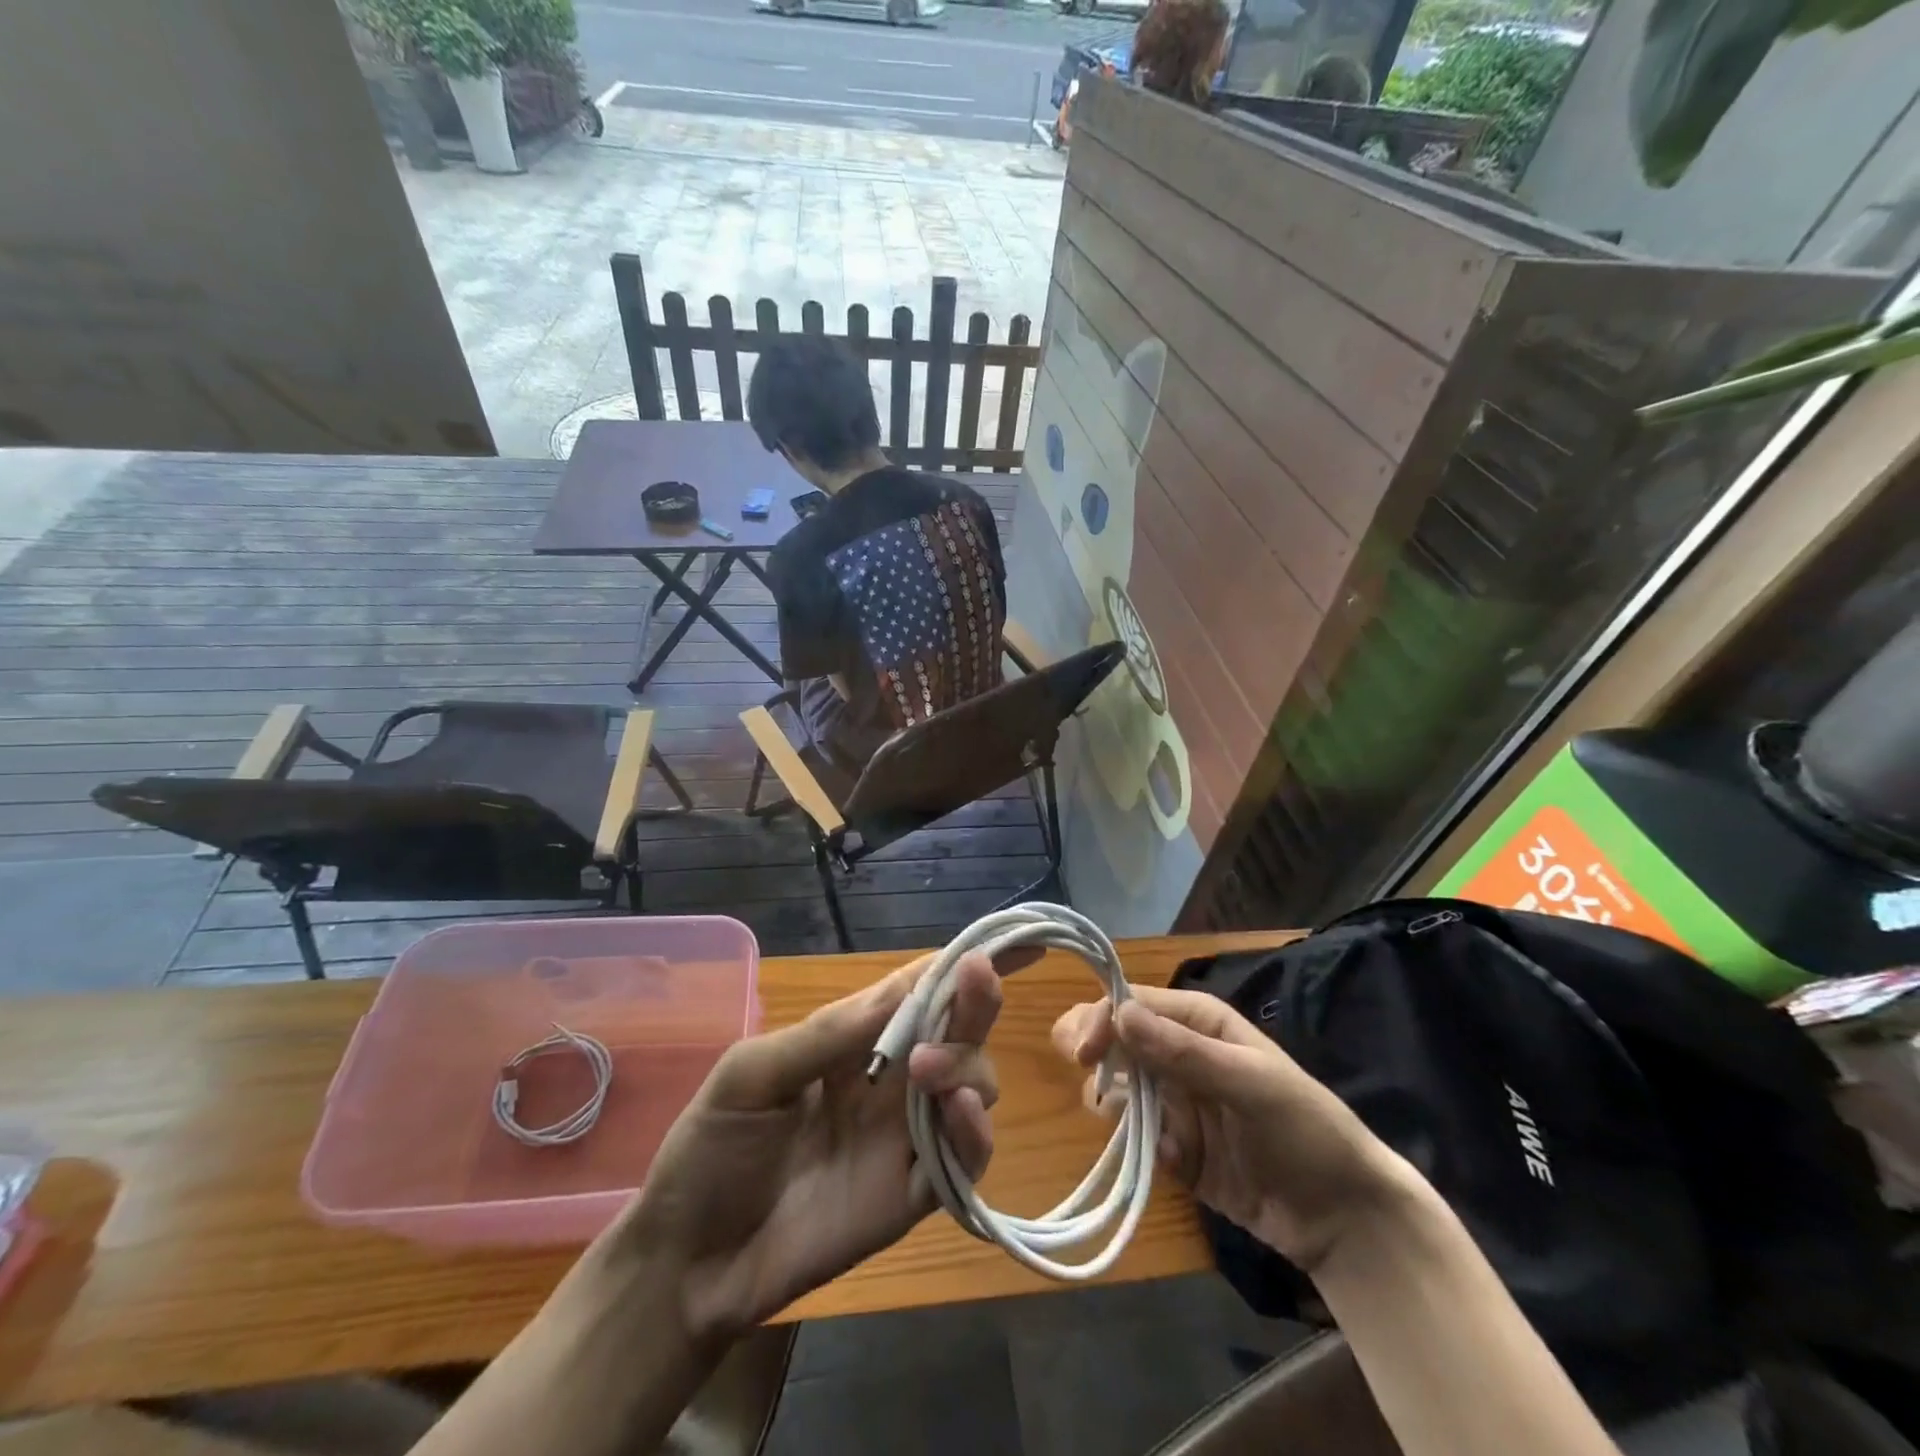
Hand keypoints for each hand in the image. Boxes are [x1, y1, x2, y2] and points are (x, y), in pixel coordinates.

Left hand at [611, 952, 1001, 1341]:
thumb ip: (827, 1035)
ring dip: (968, 1064)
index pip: (918, 988)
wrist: (689, 1260)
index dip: (961, 962)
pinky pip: (965, 1159)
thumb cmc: (713, 1148)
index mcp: (854, 1038)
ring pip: (974, 1084)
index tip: (1014, 940)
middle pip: (957, 1030)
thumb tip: (903, 990)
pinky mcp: (914, 1193)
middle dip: (976, 1001)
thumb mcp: (754, 1074)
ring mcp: (907, 1135)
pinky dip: (975, 1132)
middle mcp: (892, 1078)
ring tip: (927, 1070)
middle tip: (981, 980)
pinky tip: (959, 1113)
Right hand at [1053, 986, 1414, 1271]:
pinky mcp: (1174, 1146)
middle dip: (1094, 1054)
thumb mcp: (1249, 1084)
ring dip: (1117, 1105)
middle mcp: (1178, 1052)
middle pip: (1115, 1040)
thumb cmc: (1305, 1130)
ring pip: (1118, 1087)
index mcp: (1198, 1021)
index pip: (1132, 1003)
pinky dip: (1143, 1147)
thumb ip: (1182, 1051)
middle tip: (1086, 1077)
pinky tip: (1176, 1163)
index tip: (1081, 1053)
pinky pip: (1137, 1136)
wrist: (1345, 1218)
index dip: (1100, 1019)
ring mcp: (1175, 1101)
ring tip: (1143, 1130)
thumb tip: (1118, 1012)